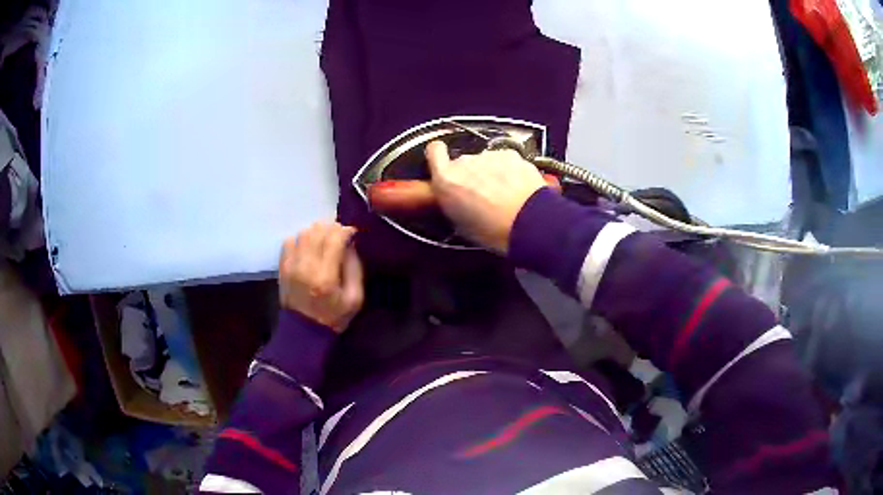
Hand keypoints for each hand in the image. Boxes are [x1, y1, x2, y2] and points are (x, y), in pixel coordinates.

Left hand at [279, 222, 363, 332]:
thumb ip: (355, 269)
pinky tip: (308, 247)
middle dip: (331, 228)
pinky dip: (300, 239)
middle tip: (339, 235)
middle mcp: (306, 266)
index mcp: (326, 277)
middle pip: (317, 231)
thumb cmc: (334, 317)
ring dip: (316, 231)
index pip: (335, 238)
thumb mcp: (355, 299)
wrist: (304, 332)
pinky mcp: (282, 267)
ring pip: (303, 233)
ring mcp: (291, 265)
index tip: (352, 233)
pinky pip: (289, 241)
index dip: (345, 231)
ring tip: (324, 239)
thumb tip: (350, 244)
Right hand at [426, 140, 546, 253]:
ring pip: (486, 161)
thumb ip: (453, 202)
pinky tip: (518, 188)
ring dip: (491, 173)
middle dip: (470, 174)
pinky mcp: (511, 154)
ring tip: (504, 195)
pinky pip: (505, 161)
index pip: (433, 151)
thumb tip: (457, 200)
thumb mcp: (461, 225)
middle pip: (463, 162)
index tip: (444, 165)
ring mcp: (489, 156)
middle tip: (481, 195)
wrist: (528, 222)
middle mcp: (465, 162)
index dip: (439, 156)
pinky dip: (510, 171)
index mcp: (446, 180)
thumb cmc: (492, 231)